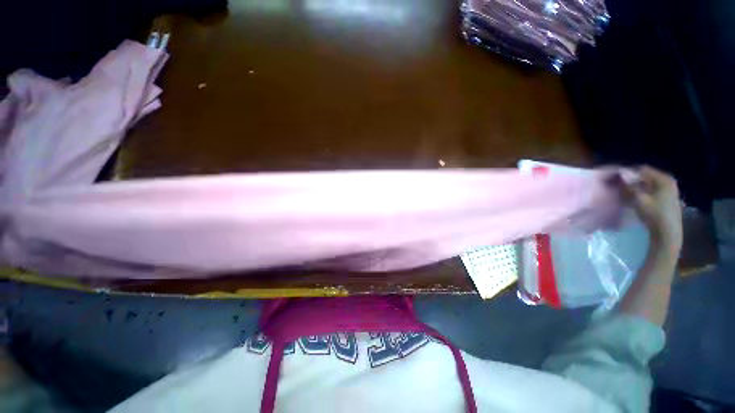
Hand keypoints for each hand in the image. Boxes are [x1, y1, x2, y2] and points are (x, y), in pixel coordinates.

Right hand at [624, 166, 682, 255]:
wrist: (667, 233)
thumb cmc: (654, 214)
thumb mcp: (638, 199)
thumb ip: (628, 186)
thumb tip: (618, 173)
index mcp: (663, 178)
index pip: (642, 169)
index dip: (628, 172)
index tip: (616, 178)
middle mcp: (668, 181)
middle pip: (646, 176)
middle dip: (632, 180)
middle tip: (619, 186)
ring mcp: (669, 190)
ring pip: (648, 184)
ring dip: (636, 187)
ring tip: (625, 193)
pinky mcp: (667, 198)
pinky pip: (651, 190)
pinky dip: (642, 192)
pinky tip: (635, 199)